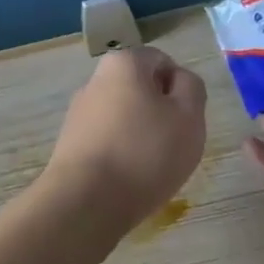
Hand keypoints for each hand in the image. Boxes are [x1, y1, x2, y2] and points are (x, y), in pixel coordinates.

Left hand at [42, 47, 207, 238]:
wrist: (84, 202)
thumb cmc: (144, 152)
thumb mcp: (189, 117)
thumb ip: (192, 89)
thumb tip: (179, 81)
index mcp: (123, 62)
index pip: (163, 62)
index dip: (181, 90)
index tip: (185, 121)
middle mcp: (96, 79)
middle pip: (142, 89)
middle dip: (161, 114)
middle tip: (173, 145)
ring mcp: (79, 111)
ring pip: (125, 117)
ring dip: (142, 136)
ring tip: (150, 169)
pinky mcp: (70, 143)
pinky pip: (108, 141)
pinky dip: (122, 155)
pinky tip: (128, 180)